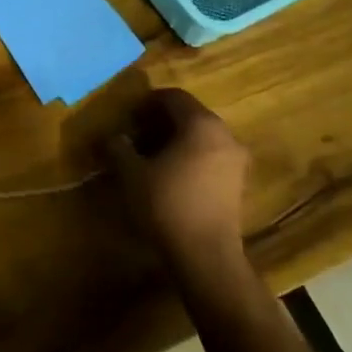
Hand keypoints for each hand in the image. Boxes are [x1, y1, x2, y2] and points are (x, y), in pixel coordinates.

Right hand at [110, 88, 252, 267]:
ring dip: (177, 139)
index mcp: (201, 123)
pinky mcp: (238, 182)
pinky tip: (172, 175)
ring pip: (202, 136)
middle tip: (137, 135)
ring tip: (152, 157)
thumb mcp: (132, 173)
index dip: (148, 102)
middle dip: (161, 121)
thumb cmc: (167, 204)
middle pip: (190, 114)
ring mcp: (236, 159)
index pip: (173, 97)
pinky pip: (211, 156)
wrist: (206, 254)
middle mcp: (224, 134)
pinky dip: (191, 157)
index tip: (129, 117)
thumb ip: (119, 148)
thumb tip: (112, 137)